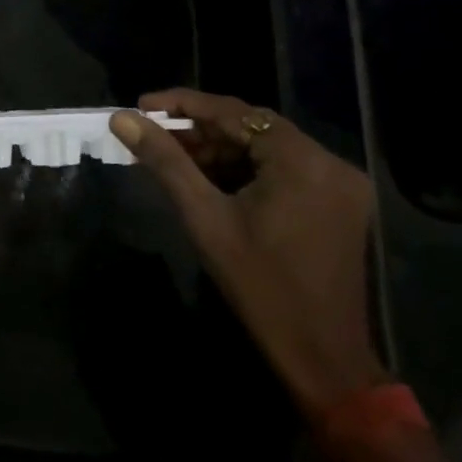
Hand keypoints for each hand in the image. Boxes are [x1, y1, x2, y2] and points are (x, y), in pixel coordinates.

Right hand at [110, 90, 384, 418]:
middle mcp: (329, 161)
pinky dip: (246, 170)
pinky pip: (284, 170)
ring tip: (174, 159)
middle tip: (154, 136)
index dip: (184, 104)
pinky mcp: (339, 204)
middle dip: (200, 130)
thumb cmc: (259, 286)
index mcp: (302, 160)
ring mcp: (339, 184)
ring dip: (221, 151)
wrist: (322, 356)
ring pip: (267, 149)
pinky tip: (211, 181)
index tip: (142, 105)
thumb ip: (165, 161)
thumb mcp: (205, 218)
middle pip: (253, 128)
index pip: (235, 112)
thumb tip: (122, 119)